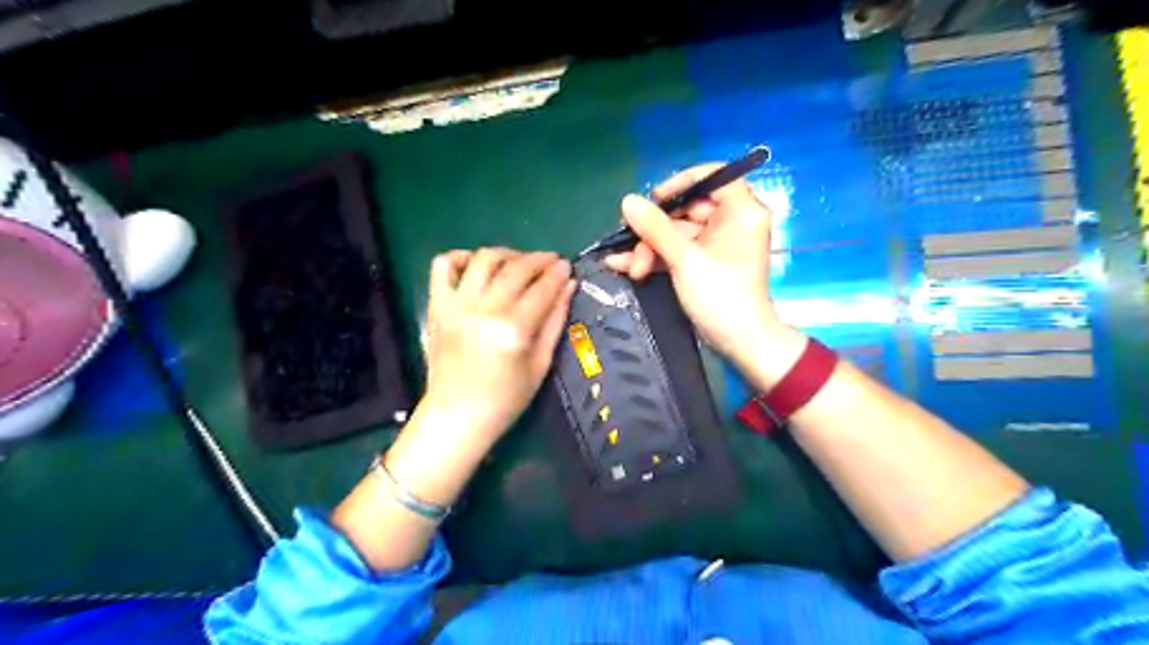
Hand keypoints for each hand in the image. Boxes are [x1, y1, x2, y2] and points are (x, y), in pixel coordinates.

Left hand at [422, 247, 574, 447]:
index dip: (557, 273)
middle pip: (516, 269)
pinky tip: (477, 265)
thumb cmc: (505, 399)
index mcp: (513, 330)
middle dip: (539, 260)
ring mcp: (457, 305)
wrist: (456, 416)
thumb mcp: (540, 365)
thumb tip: (569, 286)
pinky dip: (461, 257)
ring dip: (507, 254)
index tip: (567, 266)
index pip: (541, 288)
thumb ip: (555, 322)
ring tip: (519, 262)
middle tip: (551, 261)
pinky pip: (443, 265)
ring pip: (484, 259)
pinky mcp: (437, 306)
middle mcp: (484, 310)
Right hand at [602, 165, 779, 366]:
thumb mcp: (685, 259)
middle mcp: (731, 222)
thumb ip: (656, 228)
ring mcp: (716, 245)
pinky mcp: (704, 264)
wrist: (739, 342)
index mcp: (741, 211)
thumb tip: (628, 200)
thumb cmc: (721, 295)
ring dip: (649, 249)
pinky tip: (623, 266)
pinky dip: (655, 258)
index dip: (681, 182)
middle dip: (654, 230)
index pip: (714, 177)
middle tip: (630, 242)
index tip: (654, 198)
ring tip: (628, 267)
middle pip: (686, 209)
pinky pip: (677, 251)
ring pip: (676, 234)